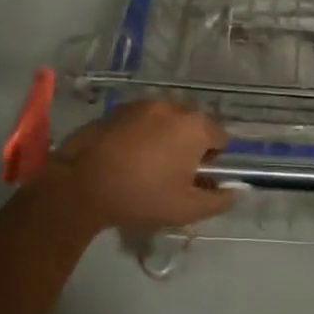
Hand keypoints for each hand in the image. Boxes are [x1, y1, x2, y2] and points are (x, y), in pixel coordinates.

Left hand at [50, 100, 233, 231]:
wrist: (82, 184)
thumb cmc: (141, 195)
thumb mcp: (186, 209)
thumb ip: (218, 201)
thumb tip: (232, 192)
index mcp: (195, 127)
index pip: (220, 138)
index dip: (212, 160)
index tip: (195, 179)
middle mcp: (173, 107)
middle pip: (193, 125)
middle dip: (187, 146)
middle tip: (171, 175)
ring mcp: (143, 104)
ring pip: (166, 121)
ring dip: (164, 138)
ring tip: (145, 166)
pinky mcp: (118, 108)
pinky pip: (141, 120)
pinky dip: (141, 134)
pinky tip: (125, 157)